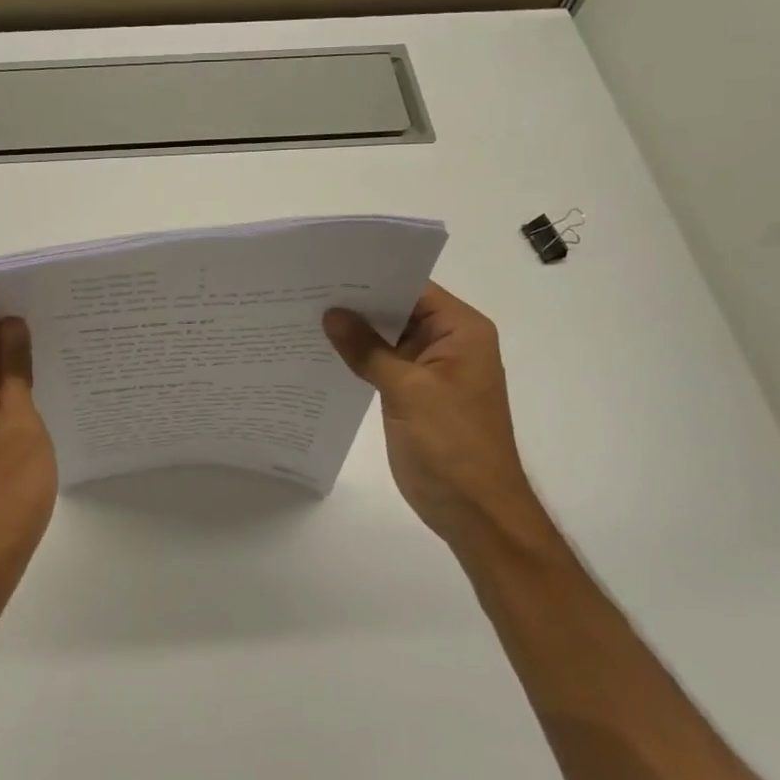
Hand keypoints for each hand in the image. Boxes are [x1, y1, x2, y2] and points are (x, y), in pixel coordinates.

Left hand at [0, 295, 58, 600]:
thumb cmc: (3, 494)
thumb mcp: (21, 426)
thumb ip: (15, 371)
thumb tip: (13, 324)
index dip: (4, 301)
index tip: (46, 300)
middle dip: (14, 328)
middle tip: (66, 325)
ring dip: (15, 360)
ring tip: (64, 355)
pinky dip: (10, 389)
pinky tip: (45, 396)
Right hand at [323, 282, 543, 549]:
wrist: (474, 511)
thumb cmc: (452, 445)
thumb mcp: (408, 390)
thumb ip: (368, 350)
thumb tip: (331, 314)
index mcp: (461, 331)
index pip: (413, 288)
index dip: (373, 276)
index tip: (328, 268)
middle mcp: (449, 343)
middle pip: (399, 310)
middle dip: (357, 303)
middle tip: (306, 289)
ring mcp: (430, 371)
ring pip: (387, 339)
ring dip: (355, 332)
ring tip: (304, 314)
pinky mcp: (414, 395)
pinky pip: (383, 365)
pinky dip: (358, 359)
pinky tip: (322, 352)